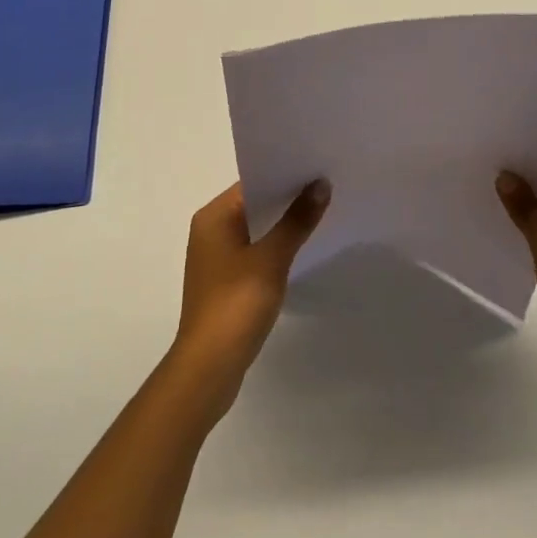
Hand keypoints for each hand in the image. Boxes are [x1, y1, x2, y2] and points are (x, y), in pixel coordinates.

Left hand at [169, 180, 329, 416]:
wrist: (209, 369)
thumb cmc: (236, 304)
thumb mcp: (271, 259)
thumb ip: (297, 220)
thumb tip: (321, 184)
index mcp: (214, 216)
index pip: (253, 182)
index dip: (285, 175)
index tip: (318, 168)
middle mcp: (210, 230)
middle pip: (255, 204)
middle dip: (288, 199)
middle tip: (327, 187)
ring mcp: (216, 257)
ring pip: (256, 229)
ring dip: (283, 225)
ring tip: (321, 214)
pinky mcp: (225, 281)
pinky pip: (254, 251)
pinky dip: (275, 247)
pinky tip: (301, 249)